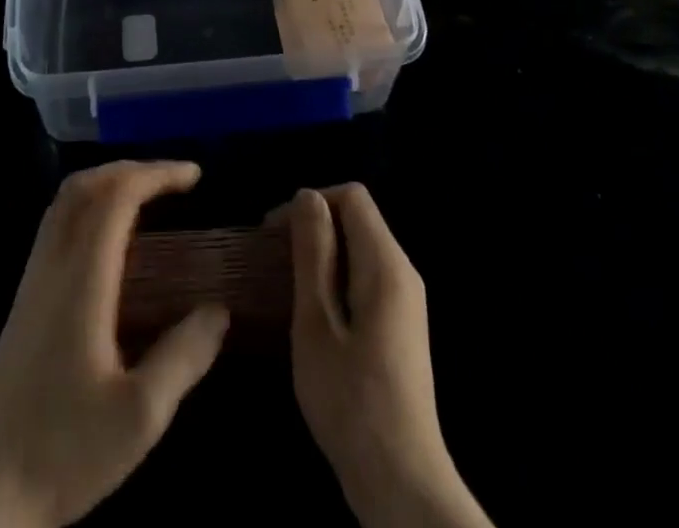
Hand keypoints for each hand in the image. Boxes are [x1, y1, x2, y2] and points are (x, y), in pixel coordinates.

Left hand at [0, 161, 228, 527]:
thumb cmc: (64, 453)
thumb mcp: (140, 416)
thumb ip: (184, 356)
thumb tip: (219, 310)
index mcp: (81, 280)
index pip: (117, 197)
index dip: (157, 174)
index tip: (195, 176)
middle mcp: (52, 266)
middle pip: (85, 185)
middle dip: (132, 169)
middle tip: (173, 180)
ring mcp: (32, 280)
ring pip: (64, 202)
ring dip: (107, 183)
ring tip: (147, 197)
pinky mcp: (23, 299)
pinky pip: (56, 225)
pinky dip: (89, 206)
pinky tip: (111, 241)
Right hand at [283, 185, 491, 527]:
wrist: (400, 481)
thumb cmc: (351, 400)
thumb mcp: (317, 322)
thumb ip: (313, 254)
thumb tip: (308, 196)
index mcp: (386, 264)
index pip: (351, 196)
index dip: (310, 202)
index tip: (273, 233)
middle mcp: (402, 271)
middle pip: (357, 218)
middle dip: (313, 226)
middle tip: (272, 258)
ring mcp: (405, 300)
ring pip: (359, 247)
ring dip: (321, 252)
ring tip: (285, 282)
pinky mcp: (400, 325)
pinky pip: (365, 276)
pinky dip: (335, 276)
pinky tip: (311, 309)